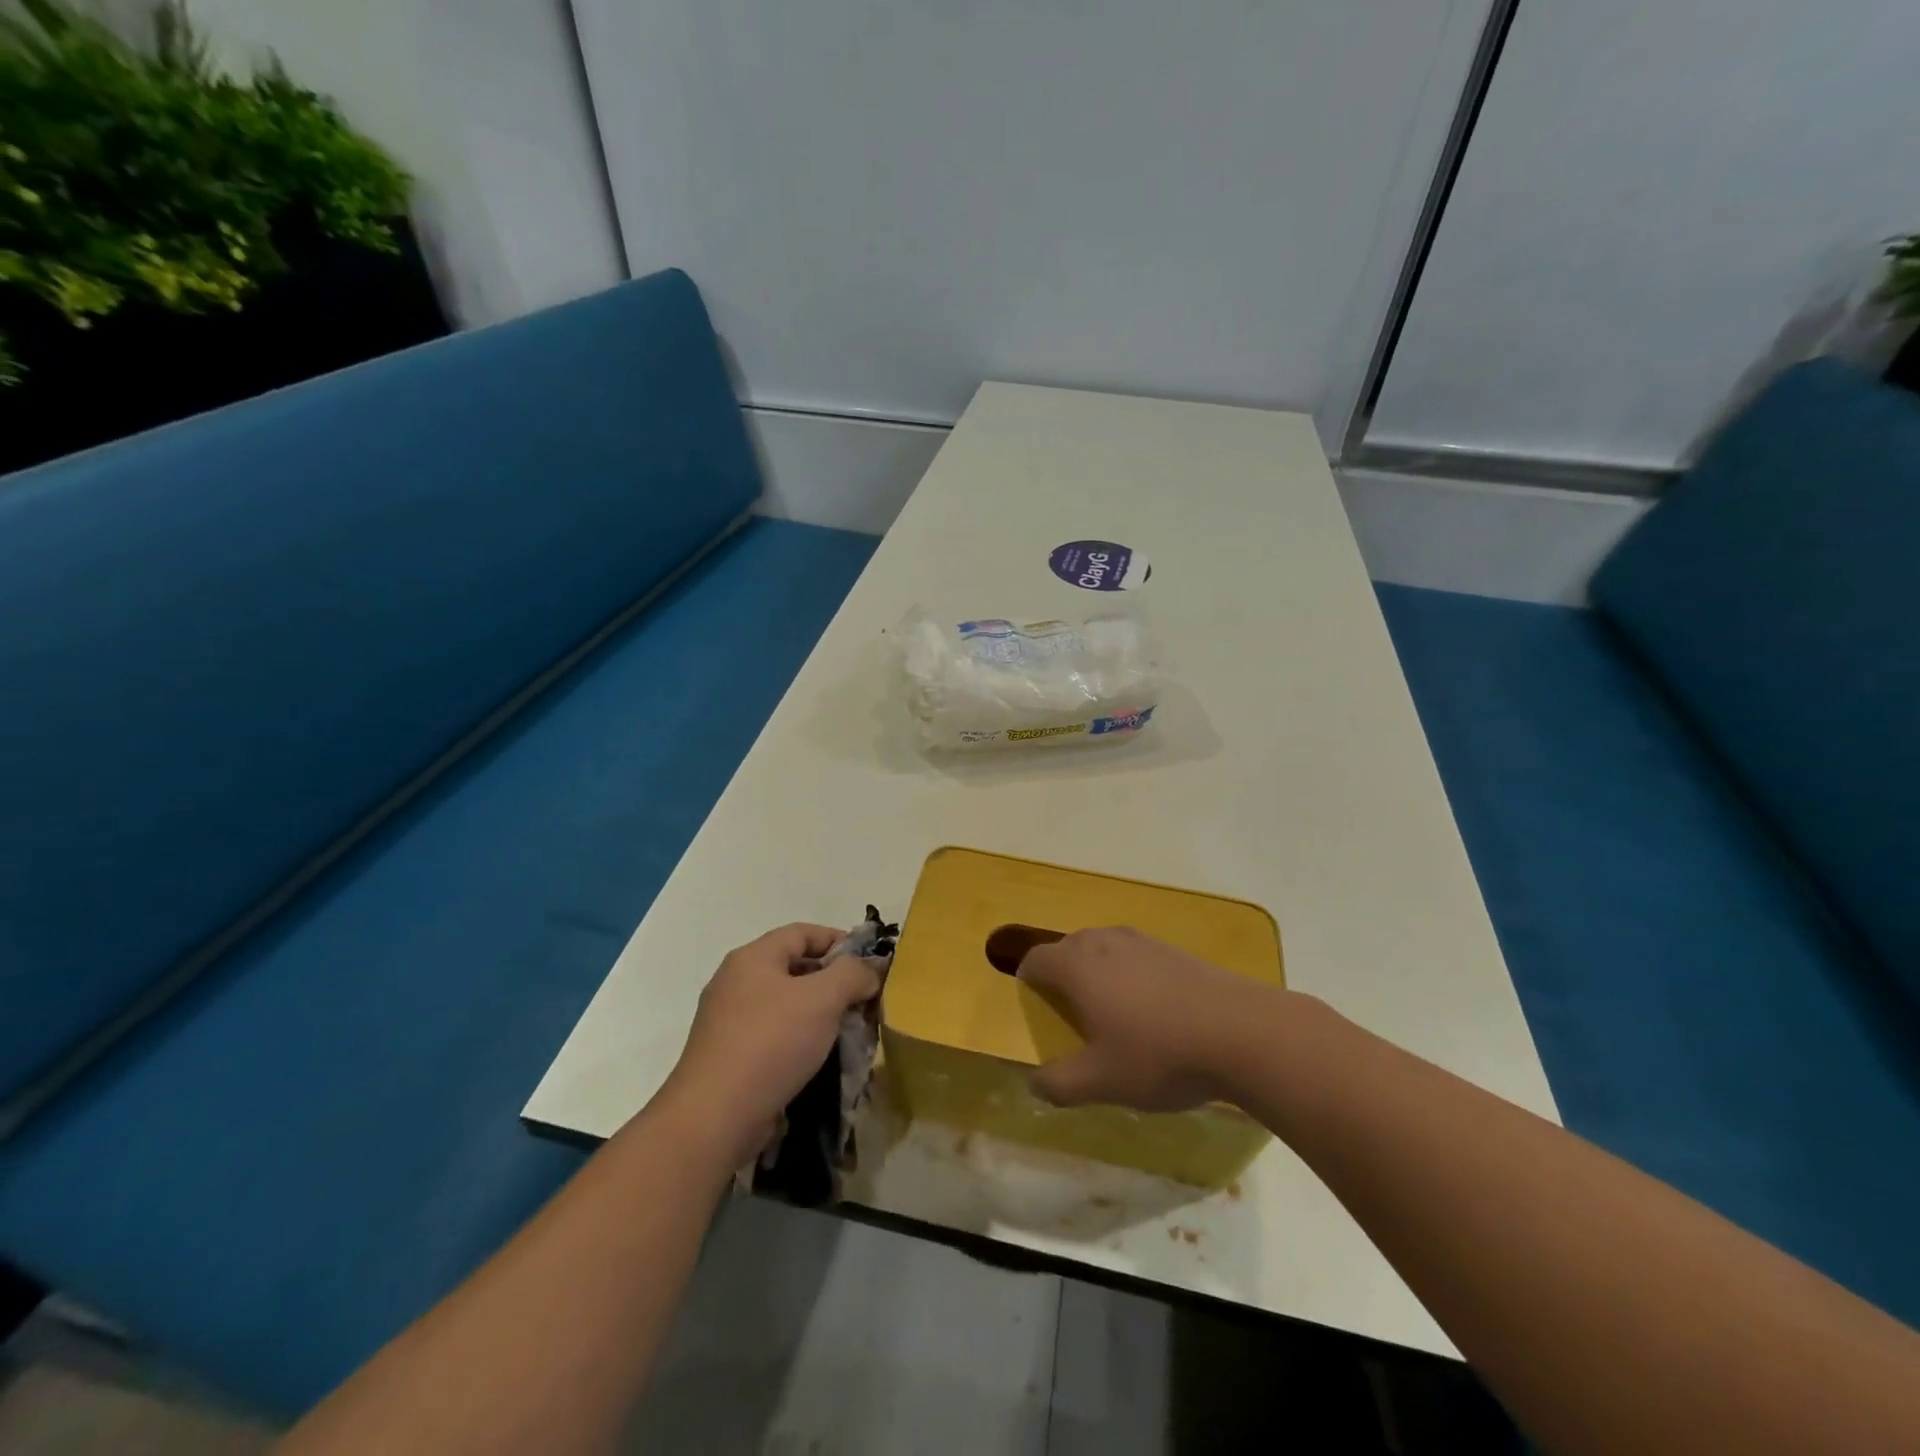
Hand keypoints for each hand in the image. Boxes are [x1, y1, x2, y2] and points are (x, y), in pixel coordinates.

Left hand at [656, 924, 881, 1169]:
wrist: (714, 1118)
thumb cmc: (771, 1043)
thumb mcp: (823, 999)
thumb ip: (852, 974)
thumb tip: (869, 970)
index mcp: (752, 958)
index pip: (802, 932)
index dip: (839, 940)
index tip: (870, 963)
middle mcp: (735, 982)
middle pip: (794, 967)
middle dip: (833, 981)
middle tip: (864, 999)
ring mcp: (728, 1022)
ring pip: (786, 1005)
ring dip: (819, 1014)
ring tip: (849, 1031)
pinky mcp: (729, 1057)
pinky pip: (774, 1036)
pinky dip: (800, 1040)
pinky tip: (820, 1059)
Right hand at [1016, 927, 1274, 1111]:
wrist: (1241, 1032)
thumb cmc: (1158, 1054)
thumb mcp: (1101, 1081)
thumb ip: (1059, 1084)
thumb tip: (1034, 1084)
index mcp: (1077, 966)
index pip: (1037, 959)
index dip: (1027, 978)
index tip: (1031, 1001)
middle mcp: (1104, 943)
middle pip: (1068, 945)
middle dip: (1060, 970)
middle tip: (1067, 1008)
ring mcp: (1143, 942)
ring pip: (1103, 945)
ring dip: (1095, 967)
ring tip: (1107, 1004)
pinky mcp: (1175, 950)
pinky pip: (1135, 953)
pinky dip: (1129, 970)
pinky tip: (1150, 1005)